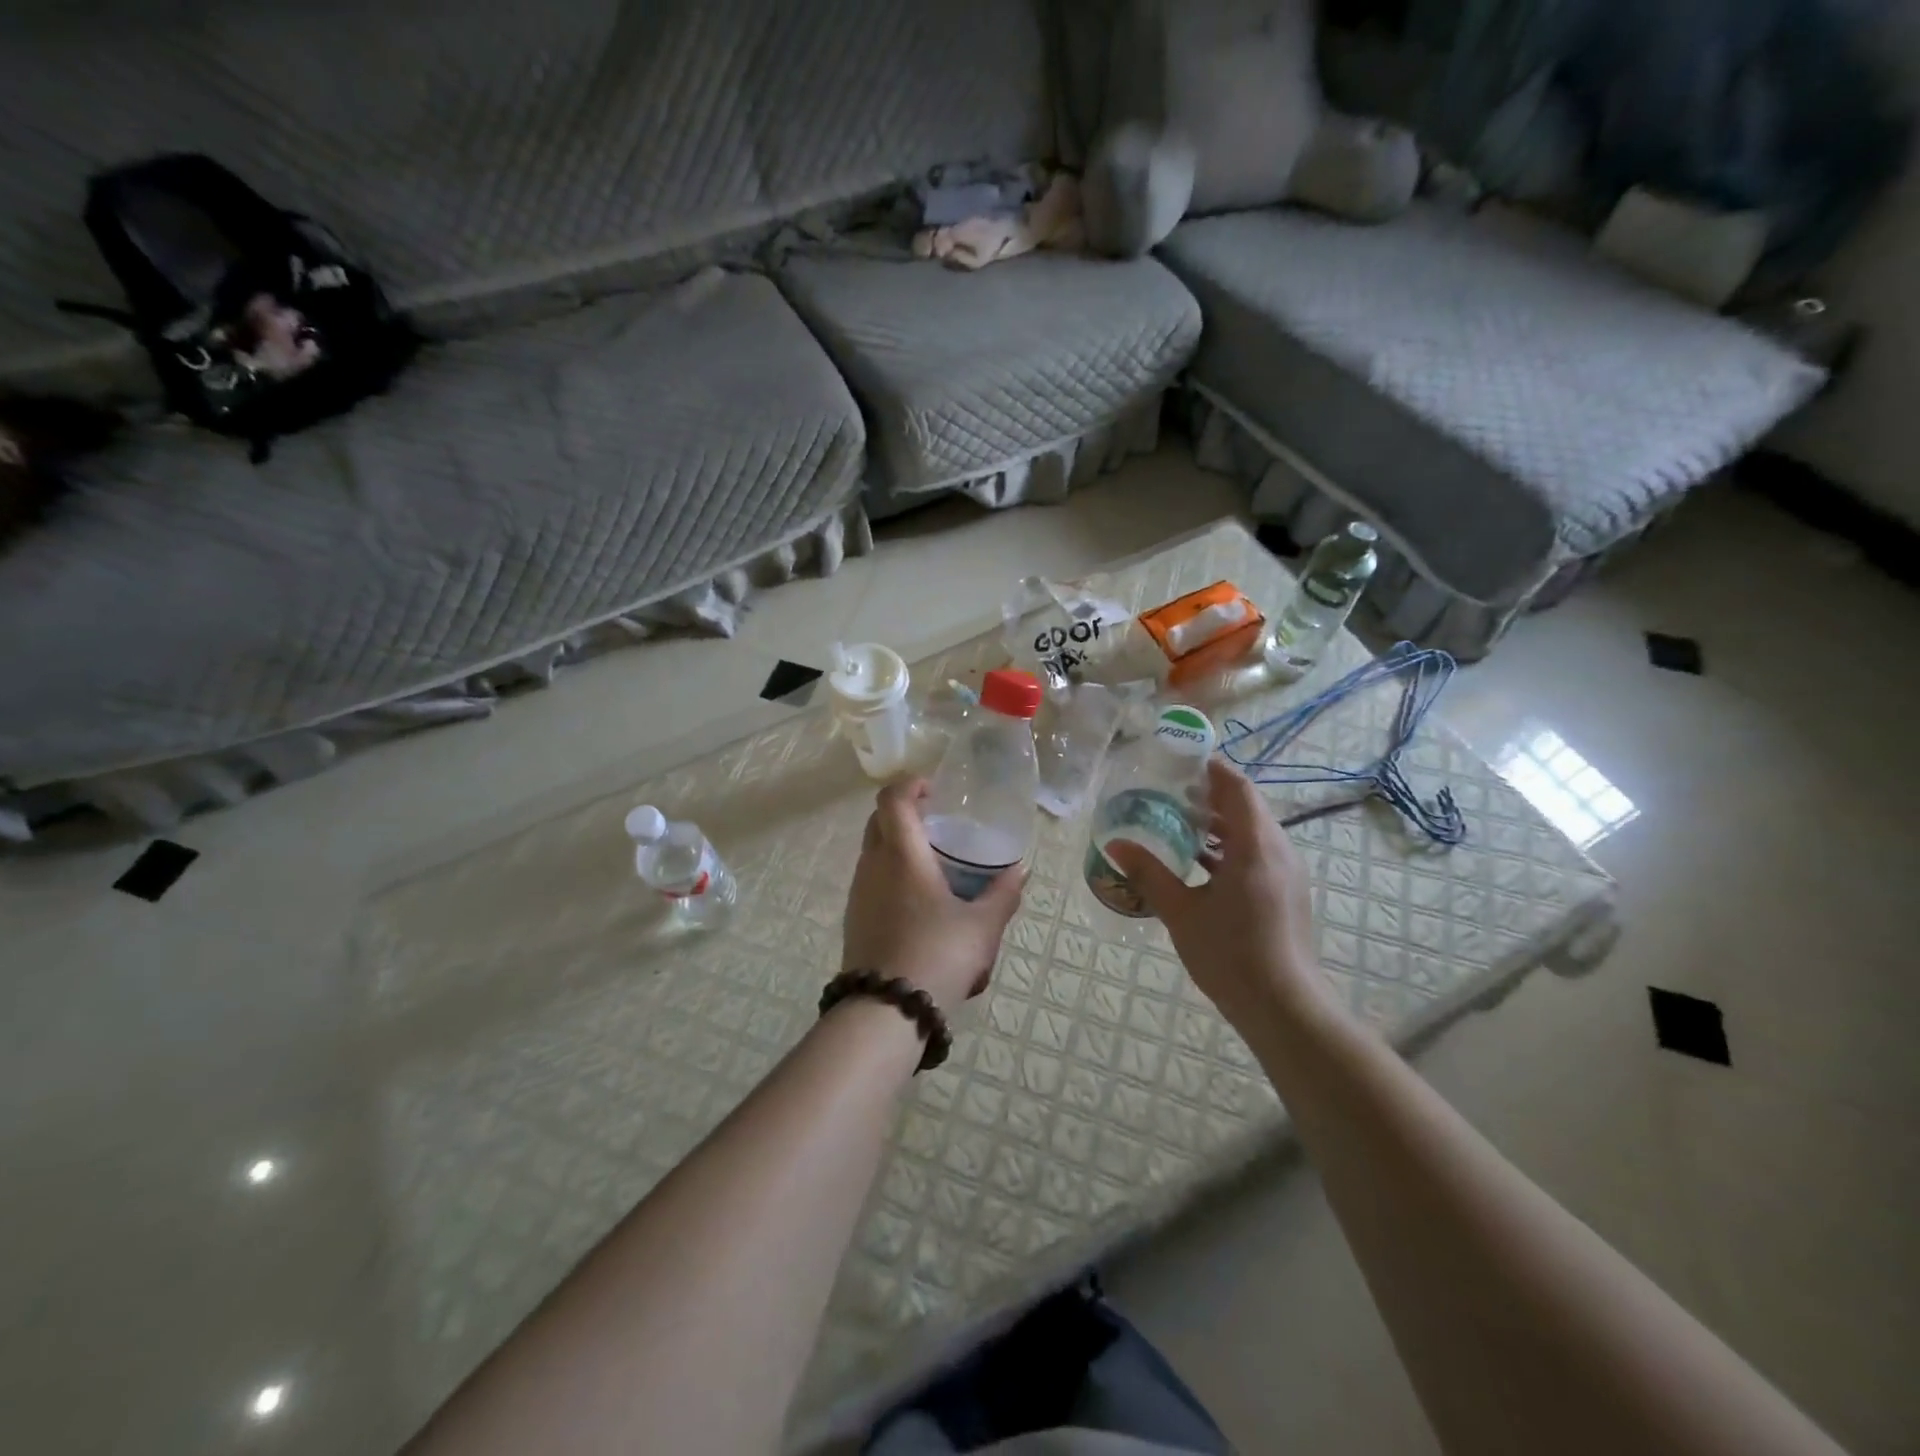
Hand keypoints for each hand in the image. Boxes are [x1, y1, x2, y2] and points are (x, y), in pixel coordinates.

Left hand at [843, 780, 1024, 1015]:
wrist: (886, 1010)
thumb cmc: (938, 955)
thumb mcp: (982, 926)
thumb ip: (1003, 894)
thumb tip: (1020, 870)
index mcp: (902, 855)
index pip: (893, 799)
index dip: (910, 785)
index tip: (934, 791)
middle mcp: (873, 865)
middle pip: (879, 820)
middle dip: (905, 813)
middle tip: (938, 825)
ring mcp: (858, 892)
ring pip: (872, 851)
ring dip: (897, 845)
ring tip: (933, 865)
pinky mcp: (853, 917)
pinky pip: (871, 879)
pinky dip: (891, 874)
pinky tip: (918, 901)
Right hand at [1105, 759, 1327, 1027]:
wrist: (1284, 1007)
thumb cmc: (1230, 954)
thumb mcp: (1181, 911)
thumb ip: (1149, 873)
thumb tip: (1116, 844)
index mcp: (1255, 845)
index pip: (1237, 787)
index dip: (1212, 768)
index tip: (1180, 759)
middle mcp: (1278, 850)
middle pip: (1245, 806)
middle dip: (1209, 794)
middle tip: (1168, 790)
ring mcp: (1286, 872)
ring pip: (1252, 830)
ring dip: (1218, 821)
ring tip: (1177, 820)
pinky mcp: (1285, 891)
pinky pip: (1257, 852)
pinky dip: (1229, 845)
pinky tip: (1198, 861)